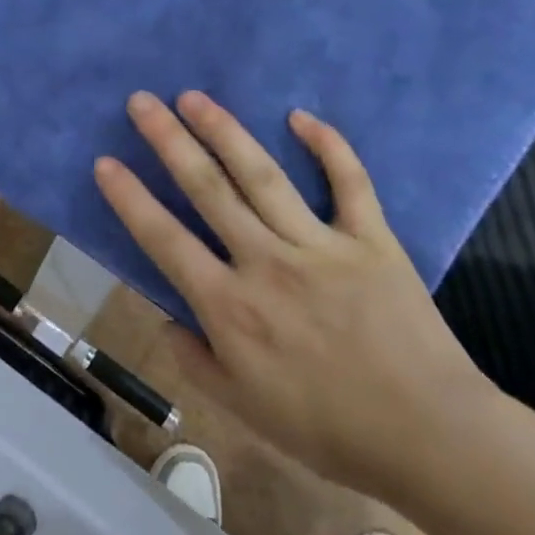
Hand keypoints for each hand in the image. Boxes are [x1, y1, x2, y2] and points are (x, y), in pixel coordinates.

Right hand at [95, 91, 494, 500]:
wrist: (429, 437)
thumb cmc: (329, 429)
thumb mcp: (244, 410)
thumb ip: (194, 361)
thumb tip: (164, 317)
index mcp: (230, 307)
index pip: (165, 239)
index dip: (130, 198)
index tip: (105, 161)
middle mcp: (266, 262)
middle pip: (208, 188)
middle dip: (169, 140)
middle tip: (142, 101)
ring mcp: (320, 245)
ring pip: (262, 174)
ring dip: (224, 130)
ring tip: (193, 97)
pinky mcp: (370, 238)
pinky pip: (348, 182)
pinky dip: (328, 146)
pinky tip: (300, 115)